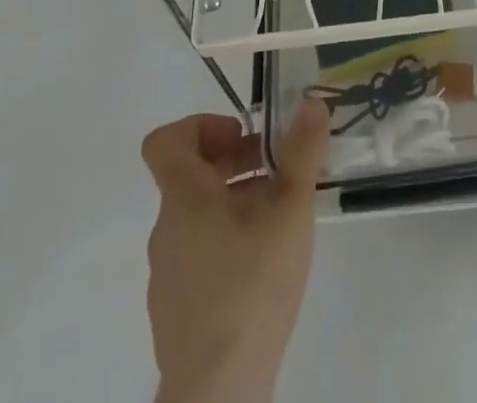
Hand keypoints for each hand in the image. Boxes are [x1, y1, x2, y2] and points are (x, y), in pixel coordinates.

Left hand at [142, 100, 329, 402]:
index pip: (165, 141)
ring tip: (281, 219)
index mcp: (183, 198)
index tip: (241, 135)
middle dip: (237, 162)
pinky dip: (228, 243)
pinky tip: (264, 267)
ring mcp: (167, 274)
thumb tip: (311, 103)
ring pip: (199, 216)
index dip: (201, 125)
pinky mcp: (176, 311)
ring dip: (237, 202)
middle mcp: (166, 229)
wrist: (219, 392)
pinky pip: (199, 255)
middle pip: (192, 175)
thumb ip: (302, 153)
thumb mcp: (290, 209)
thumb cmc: (251, 285)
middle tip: (279, 172)